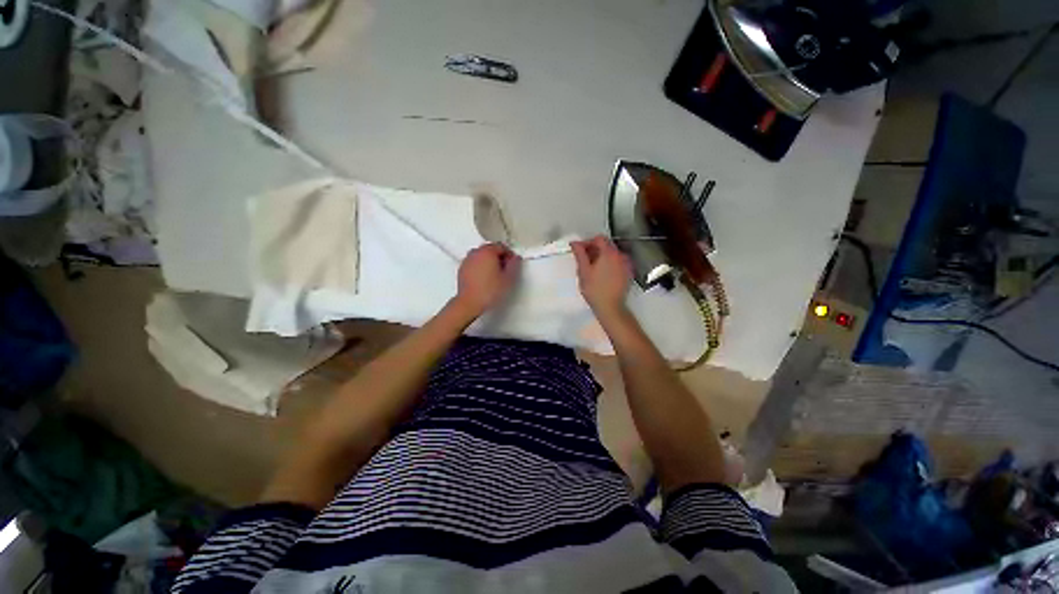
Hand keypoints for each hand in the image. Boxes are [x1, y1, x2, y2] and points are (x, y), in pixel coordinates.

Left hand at [454, 243, 521, 316]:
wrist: (470, 303)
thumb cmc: (488, 291)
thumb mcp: (509, 278)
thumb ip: (514, 265)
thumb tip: (515, 259)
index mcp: (487, 251)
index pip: (501, 246)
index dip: (509, 255)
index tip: (512, 264)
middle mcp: (475, 253)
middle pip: (491, 249)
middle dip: (499, 257)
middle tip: (505, 270)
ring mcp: (467, 260)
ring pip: (482, 256)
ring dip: (489, 262)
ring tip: (495, 276)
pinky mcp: (462, 269)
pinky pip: (474, 263)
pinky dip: (480, 267)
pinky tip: (485, 280)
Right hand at [570, 236, 630, 319]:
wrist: (610, 307)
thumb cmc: (594, 289)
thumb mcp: (583, 271)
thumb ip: (579, 254)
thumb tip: (575, 243)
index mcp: (609, 253)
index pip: (599, 239)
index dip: (587, 242)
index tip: (579, 251)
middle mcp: (620, 255)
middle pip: (606, 245)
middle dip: (594, 249)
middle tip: (584, 260)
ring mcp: (626, 264)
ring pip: (612, 254)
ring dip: (602, 257)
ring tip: (592, 268)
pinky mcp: (628, 273)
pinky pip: (617, 263)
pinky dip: (609, 264)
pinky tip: (602, 274)